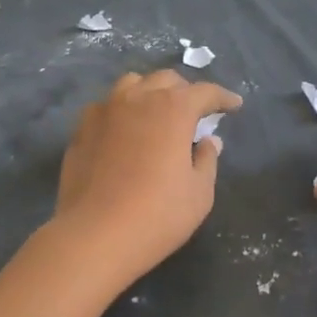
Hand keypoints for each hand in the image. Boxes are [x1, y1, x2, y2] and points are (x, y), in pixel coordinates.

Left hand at [54, 70, 243, 289]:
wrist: (94, 235)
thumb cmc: (157, 215)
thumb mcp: (199, 193)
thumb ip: (207, 159)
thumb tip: (208, 141)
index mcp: (173, 109)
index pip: (205, 92)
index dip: (222, 97)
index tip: (234, 104)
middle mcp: (138, 98)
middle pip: (166, 80)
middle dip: (186, 92)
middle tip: (196, 113)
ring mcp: (105, 110)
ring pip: (132, 84)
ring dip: (151, 92)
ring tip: (157, 112)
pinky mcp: (82, 128)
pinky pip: (107, 106)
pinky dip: (122, 110)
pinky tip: (124, 131)